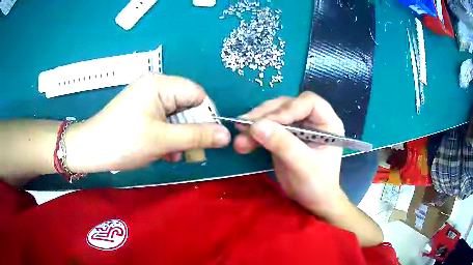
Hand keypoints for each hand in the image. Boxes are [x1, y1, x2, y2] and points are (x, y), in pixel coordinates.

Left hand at [65, 74, 230, 172]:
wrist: (90, 150)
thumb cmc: (124, 142)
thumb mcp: (163, 141)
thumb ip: (197, 136)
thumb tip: (227, 135)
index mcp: (161, 84)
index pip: (198, 94)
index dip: (207, 116)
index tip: (208, 139)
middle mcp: (155, 86)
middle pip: (187, 105)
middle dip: (190, 130)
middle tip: (189, 153)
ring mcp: (147, 98)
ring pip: (176, 116)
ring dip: (178, 137)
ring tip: (171, 155)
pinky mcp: (141, 110)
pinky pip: (163, 120)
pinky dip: (167, 136)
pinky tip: (162, 151)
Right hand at [234, 91, 347, 217]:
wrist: (312, 201)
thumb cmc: (317, 184)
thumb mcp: (302, 165)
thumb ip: (282, 144)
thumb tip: (255, 126)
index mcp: (327, 122)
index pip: (308, 102)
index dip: (288, 108)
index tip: (268, 123)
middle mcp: (312, 119)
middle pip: (287, 105)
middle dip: (265, 115)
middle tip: (244, 126)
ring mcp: (297, 127)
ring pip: (273, 115)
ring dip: (255, 125)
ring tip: (239, 140)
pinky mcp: (285, 135)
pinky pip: (267, 128)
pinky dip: (254, 135)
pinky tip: (243, 143)